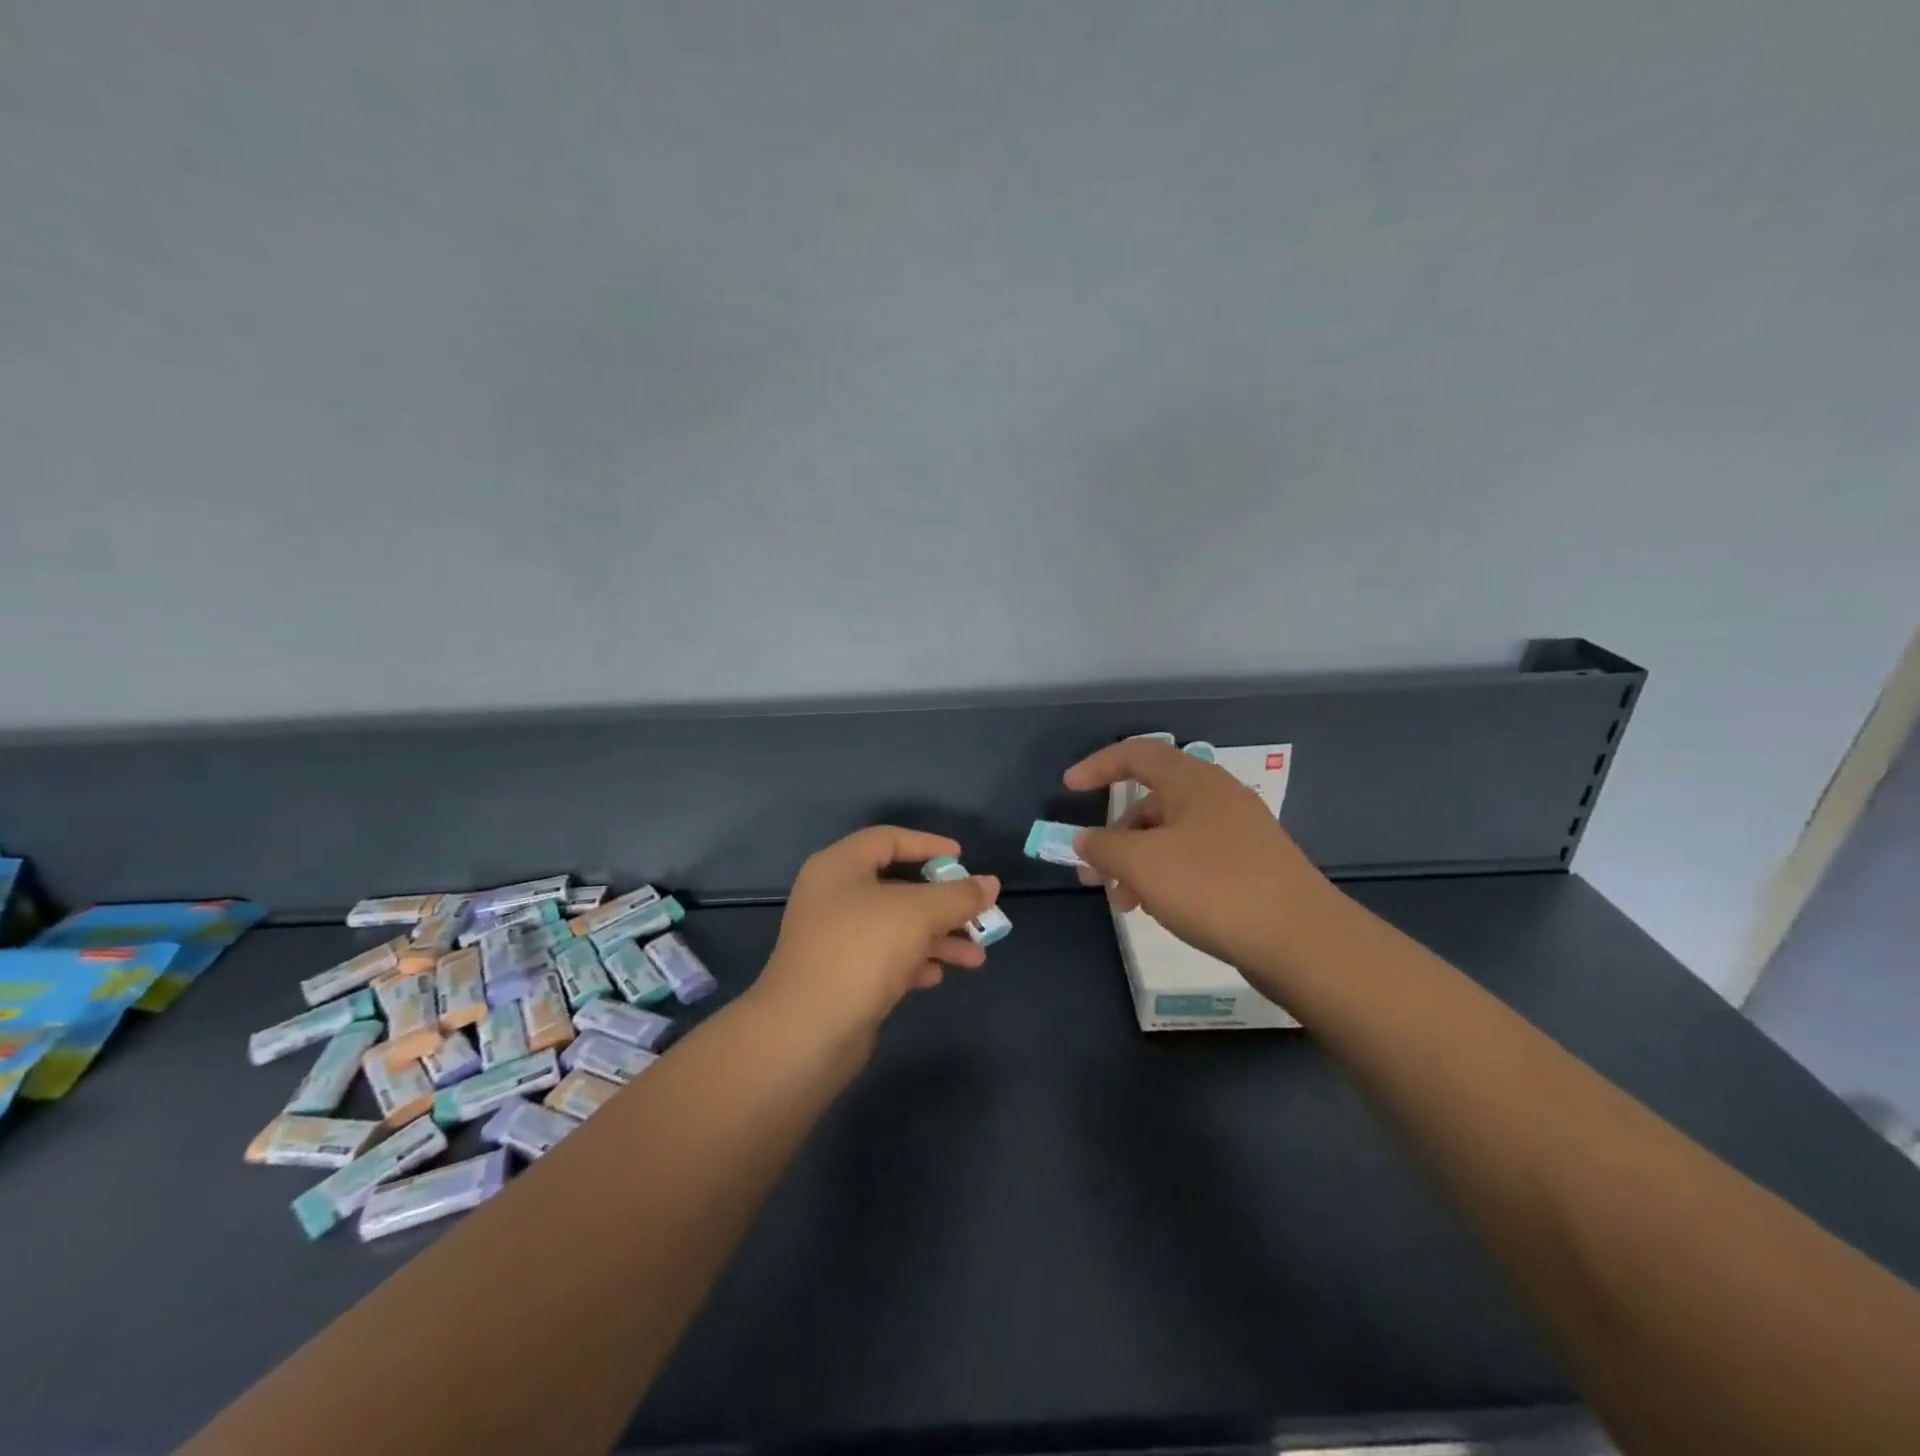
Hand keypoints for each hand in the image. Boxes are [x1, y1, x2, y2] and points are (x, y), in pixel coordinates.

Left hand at [755, 826, 1001, 1037]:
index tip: (962, 859)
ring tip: (976, 956)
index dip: (928, 844)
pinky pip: (885, 958)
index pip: (888, 839)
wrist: (807, 1031)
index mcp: (840, 866)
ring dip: (937, 937)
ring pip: (896, 926)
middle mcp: (834, 897)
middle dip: (943, 902)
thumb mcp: (919, 913)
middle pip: (897, 886)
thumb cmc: (862, 950)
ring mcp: (835, 939)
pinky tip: (939, 975)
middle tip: (978, 913)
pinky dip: (915, 961)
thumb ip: (958, 896)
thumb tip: (991, 883)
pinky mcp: (840, 976)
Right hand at [1064, 739, 1340, 992]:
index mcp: (1193, 781)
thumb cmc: (1213, 887)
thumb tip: (1084, 841)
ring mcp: (1239, 833)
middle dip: (1114, 835)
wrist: (1302, 941)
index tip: (1068, 789)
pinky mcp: (1251, 866)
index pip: (1136, 754)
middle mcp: (1217, 797)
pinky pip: (1194, 859)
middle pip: (1151, 802)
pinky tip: (1159, 910)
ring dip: (1138, 863)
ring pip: (1171, 836)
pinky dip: (1166, 876)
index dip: (1098, 766)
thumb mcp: (1142, 864)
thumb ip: (1103, 847)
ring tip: (1124, 903)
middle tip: (1092, 872)